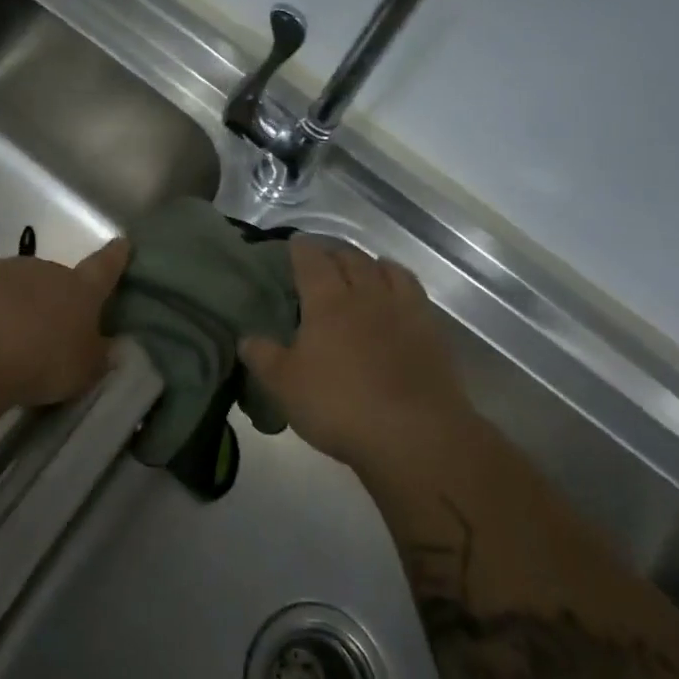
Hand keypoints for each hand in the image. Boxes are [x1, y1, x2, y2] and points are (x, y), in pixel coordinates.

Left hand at [0, 239, 130, 407]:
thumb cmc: (41, 357)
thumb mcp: (81, 370)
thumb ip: (96, 357)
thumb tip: (110, 348)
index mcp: (81, 289)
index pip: (104, 268)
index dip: (115, 257)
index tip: (122, 242)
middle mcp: (45, 270)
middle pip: (55, 279)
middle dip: (52, 299)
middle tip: (45, 331)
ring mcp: (3, 269)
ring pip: (15, 285)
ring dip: (14, 305)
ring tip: (4, 342)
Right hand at [240, 238, 468, 469]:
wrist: (415, 434)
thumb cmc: (340, 406)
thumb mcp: (285, 386)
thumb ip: (263, 357)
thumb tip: (246, 338)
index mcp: (327, 301)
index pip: (311, 261)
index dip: (301, 249)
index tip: (294, 243)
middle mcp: (366, 294)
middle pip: (351, 259)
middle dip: (335, 253)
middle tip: (323, 259)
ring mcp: (403, 310)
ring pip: (387, 269)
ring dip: (371, 264)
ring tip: (363, 269)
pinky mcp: (432, 331)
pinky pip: (414, 292)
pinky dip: (400, 284)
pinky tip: (396, 298)